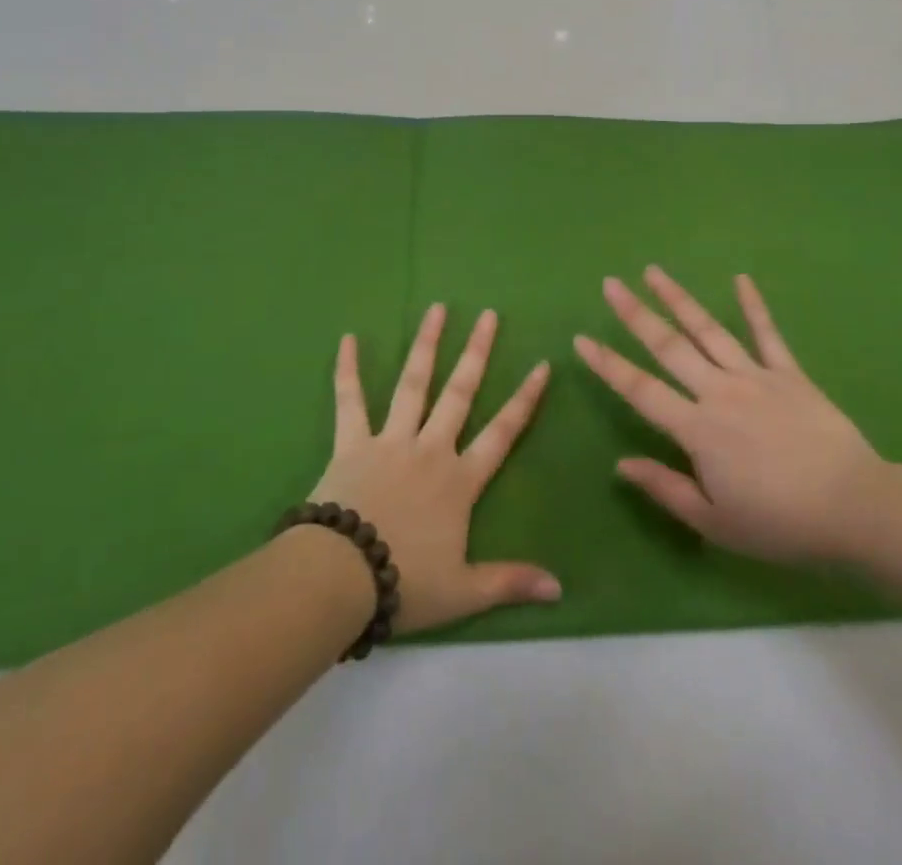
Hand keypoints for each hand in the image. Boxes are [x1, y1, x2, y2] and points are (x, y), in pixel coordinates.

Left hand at [310, 304, 559, 632]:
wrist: (340, 578)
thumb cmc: (405, 582)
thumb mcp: (464, 592)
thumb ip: (510, 582)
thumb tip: (560, 589)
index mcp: (459, 480)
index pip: (502, 433)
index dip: (524, 400)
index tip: (541, 365)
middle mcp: (430, 449)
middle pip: (459, 393)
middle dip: (477, 353)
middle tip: (488, 315)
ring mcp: (390, 440)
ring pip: (413, 384)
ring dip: (426, 346)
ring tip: (437, 309)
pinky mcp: (352, 443)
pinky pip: (350, 400)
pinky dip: (347, 370)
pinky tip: (348, 339)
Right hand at [576, 267, 889, 566]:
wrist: (853, 506)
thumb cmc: (779, 522)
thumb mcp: (715, 521)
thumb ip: (666, 488)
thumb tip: (621, 464)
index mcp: (697, 428)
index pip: (641, 390)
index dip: (608, 365)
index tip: (581, 339)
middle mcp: (719, 391)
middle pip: (669, 346)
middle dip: (635, 314)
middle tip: (610, 284)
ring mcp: (755, 376)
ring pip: (708, 330)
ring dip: (678, 299)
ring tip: (654, 271)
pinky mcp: (789, 373)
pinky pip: (767, 334)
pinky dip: (754, 305)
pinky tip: (741, 278)